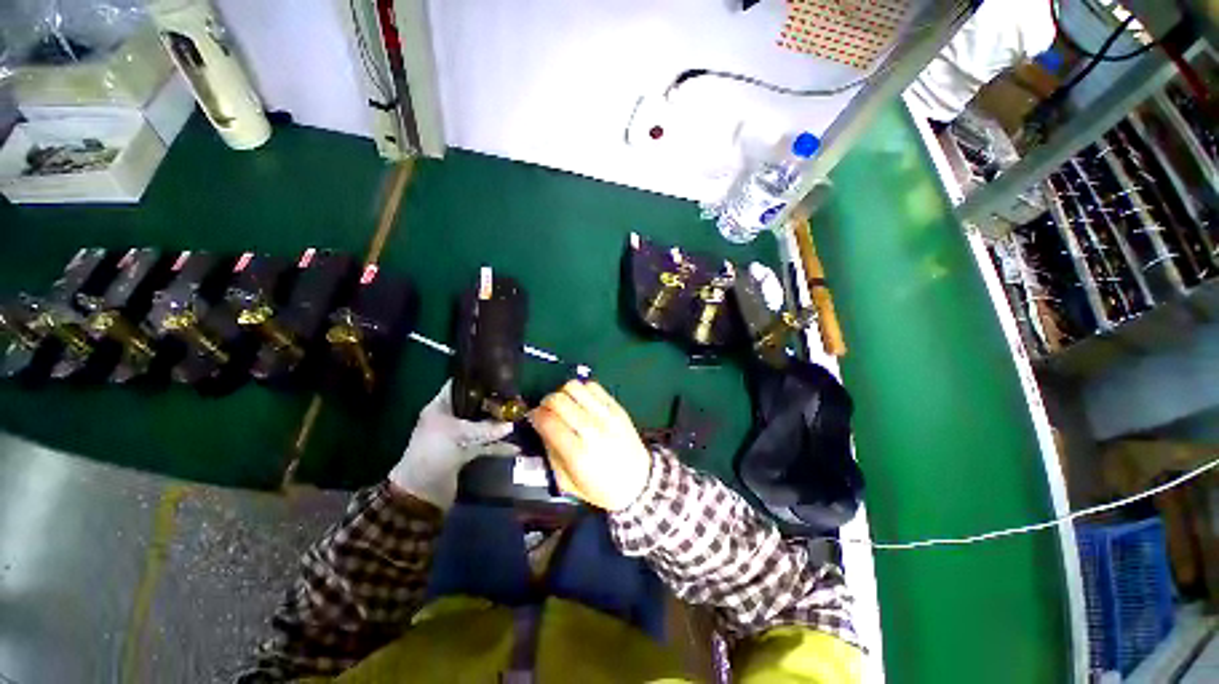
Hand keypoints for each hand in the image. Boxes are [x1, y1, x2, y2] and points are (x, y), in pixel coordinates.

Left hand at [389, 380, 519, 509]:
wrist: (421, 491)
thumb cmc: (434, 452)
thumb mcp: (459, 434)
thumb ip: (487, 428)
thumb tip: (511, 425)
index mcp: (439, 408)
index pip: (457, 386)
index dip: (475, 380)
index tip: (497, 375)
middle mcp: (448, 419)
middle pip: (473, 406)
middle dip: (492, 403)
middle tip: (514, 399)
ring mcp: (456, 437)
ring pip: (481, 426)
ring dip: (497, 425)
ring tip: (518, 419)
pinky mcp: (464, 453)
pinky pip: (484, 445)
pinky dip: (497, 446)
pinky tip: (514, 447)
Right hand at [529, 381, 651, 511]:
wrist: (638, 482)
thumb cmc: (600, 488)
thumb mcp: (567, 482)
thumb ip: (551, 452)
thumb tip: (541, 426)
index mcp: (578, 454)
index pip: (548, 421)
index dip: (535, 415)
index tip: (533, 417)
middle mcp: (593, 430)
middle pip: (559, 400)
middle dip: (546, 402)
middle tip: (547, 410)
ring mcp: (607, 416)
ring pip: (575, 387)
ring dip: (563, 393)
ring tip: (564, 405)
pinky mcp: (617, 407)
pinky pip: (593, 386)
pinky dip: (582, 390)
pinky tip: (581, 402)